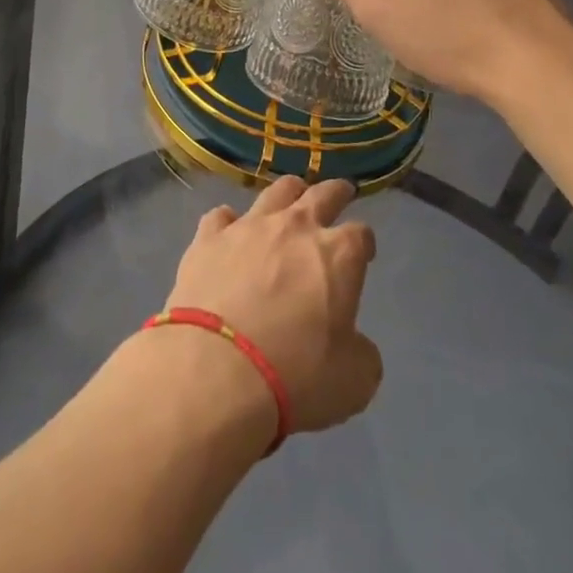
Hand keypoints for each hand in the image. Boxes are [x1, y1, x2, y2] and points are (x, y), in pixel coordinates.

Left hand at [165, 177, 381, 434]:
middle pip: (321, 194)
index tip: (364, 253)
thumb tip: (353, 343)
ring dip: (288, 193)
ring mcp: (248, 227)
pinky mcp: (208, 238)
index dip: (364, 243)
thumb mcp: (353, 380)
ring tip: (291, 197)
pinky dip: (229, 223)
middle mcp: (294, 227)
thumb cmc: (296, 375)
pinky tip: (229, 232)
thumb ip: (360, 352)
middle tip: (341, 192)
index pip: (361, 234)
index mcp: (337, 255)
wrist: (216, 370)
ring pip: (274, 193)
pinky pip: (221, 217)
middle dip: (335, 192)